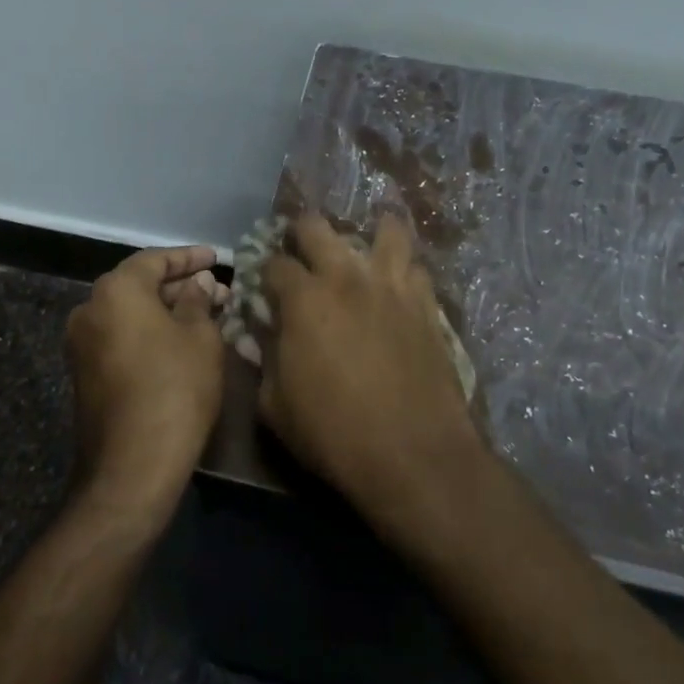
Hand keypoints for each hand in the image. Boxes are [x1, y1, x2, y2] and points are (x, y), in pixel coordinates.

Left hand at [66, 245, 227, 517]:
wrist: (131, 466)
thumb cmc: (175, 388)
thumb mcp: (200, 337)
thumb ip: (198, 300)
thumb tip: (197, 284)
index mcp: (116, 290)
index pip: (156, 259)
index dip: (190, 257)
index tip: (217, 258)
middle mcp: (90, 308)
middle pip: (139, 285)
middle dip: (180, 286)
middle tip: (218, 292)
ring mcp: (81, 343)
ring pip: (130, 312)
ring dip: (165, 310)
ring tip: (206, 315)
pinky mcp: (84, 373)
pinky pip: (120, 336)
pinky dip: (148, 332)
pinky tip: (180, 341)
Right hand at [259, 214, 485, 529]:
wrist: (413, 455)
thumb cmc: (334, 434)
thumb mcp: (275, 406)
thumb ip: (264, 362)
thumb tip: (258, 337)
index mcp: (303, 299)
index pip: (274, 263)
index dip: (264, 271)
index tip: (265, 286)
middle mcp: (345, 278)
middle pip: (318, 227)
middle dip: (302, 232)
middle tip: (301, 250)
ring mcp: (391, 286)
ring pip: (385, 230)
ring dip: (369, 230)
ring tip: (363, 243)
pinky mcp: (426, 304)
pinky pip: (416, 267)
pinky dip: (404, 267)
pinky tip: (399, 280)